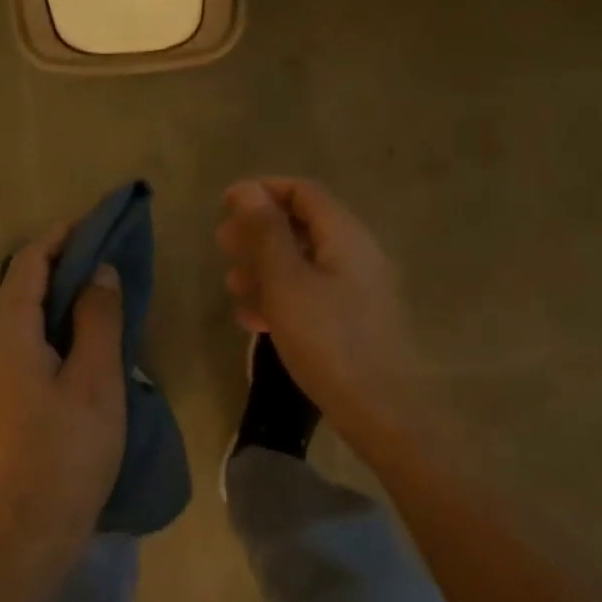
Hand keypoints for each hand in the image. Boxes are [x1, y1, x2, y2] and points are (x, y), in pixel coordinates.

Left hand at [0, 221, 125, 567]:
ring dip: (62, 301)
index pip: (30, 262)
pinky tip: (86, 347)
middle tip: (111, 260)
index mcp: (7, 333)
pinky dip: (56, 331)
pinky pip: (26, 347)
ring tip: (106, 299)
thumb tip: (99, 271)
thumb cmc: (64, 455)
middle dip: (65, 266)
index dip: (62, 236)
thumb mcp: (95, 381)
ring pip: (26, 320)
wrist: (20, 539)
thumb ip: (98, 319)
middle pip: (24, 288)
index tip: (98, 222)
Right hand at [217, 178, 429, 447]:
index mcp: (345, 236)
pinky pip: (311, 293)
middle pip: (301, 225)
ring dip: (264, 268)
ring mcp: (356, 289)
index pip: (303, 192)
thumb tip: (248, 189)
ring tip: (233, 287)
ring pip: (302, 262)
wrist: (379, 411)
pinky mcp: (352, 319)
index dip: (262, 190)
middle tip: (222, 246)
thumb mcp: (286, 282)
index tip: (224, 205)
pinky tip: (255, 320)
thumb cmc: (328, 340)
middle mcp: (355, 254)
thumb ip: (266, 233)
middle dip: (258, 232)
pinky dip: (281, 296)